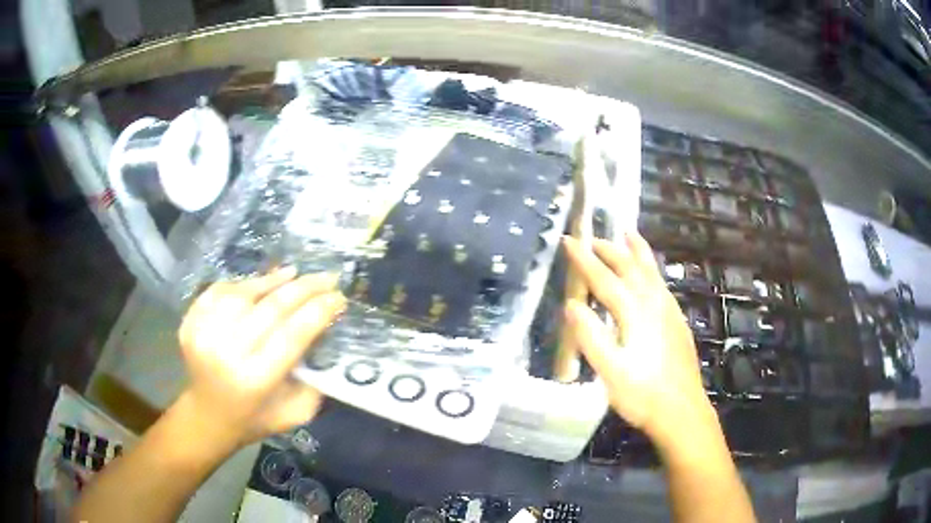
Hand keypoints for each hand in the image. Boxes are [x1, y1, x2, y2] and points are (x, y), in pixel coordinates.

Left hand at [176, 268, 345, 449]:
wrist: (208, 415)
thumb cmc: (256, 418)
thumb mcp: (296, 412)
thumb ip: (314, 380)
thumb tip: (325, 334)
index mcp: (255, 380)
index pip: (292, 334)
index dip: (318, 310)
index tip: (339, 297)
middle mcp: (226, 352)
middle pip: (271, 308)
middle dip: (304, 288)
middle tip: (326, 278)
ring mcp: (203, 333)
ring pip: (245, 292)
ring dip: (273, 281)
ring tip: (294, 275)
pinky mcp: (190, 321)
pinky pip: (222, 290)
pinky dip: (244, 283)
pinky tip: (261, 284)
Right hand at [563, 233, 713, 445]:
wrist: (682, 412)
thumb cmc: (643, 395)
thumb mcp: (610, 371)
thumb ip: (591, 336)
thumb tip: (571, 304)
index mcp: (635, 312)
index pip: (604, 278)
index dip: (584, 259)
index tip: (567, 239)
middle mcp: (654, 303)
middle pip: (629, 267)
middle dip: (608, 248)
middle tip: (590, 237)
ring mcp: (669, 311)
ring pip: (651, 270)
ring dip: (635, 250)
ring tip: (627, 233)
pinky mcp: (677, 321)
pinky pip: (661, 282)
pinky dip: (651, 267)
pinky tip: (650, 274)